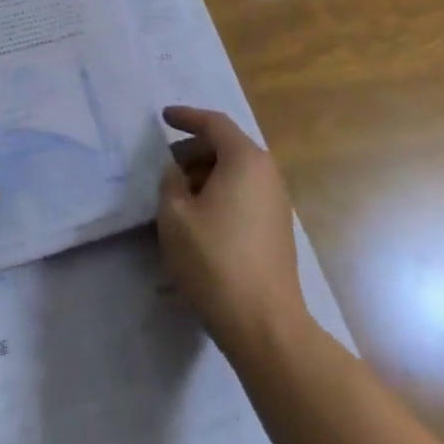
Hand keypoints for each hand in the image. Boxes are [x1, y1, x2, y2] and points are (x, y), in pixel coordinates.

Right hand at [156, 106, 307, 354]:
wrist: (265, 326)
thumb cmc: (214, 261)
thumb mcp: (175, 215)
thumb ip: (171, 181)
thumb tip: (178, 173)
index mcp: (244, 159)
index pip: (214, 123)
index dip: (187, 117)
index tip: (164, 117)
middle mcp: (267, 173)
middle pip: (227, 146)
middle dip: (195, 150)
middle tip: (168, 164)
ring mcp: (277, 203)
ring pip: (237, 172)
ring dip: (207, 174)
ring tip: (180, 194)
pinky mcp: (278, 230)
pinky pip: (246, 194)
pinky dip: (222, 193)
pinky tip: (201, 218)